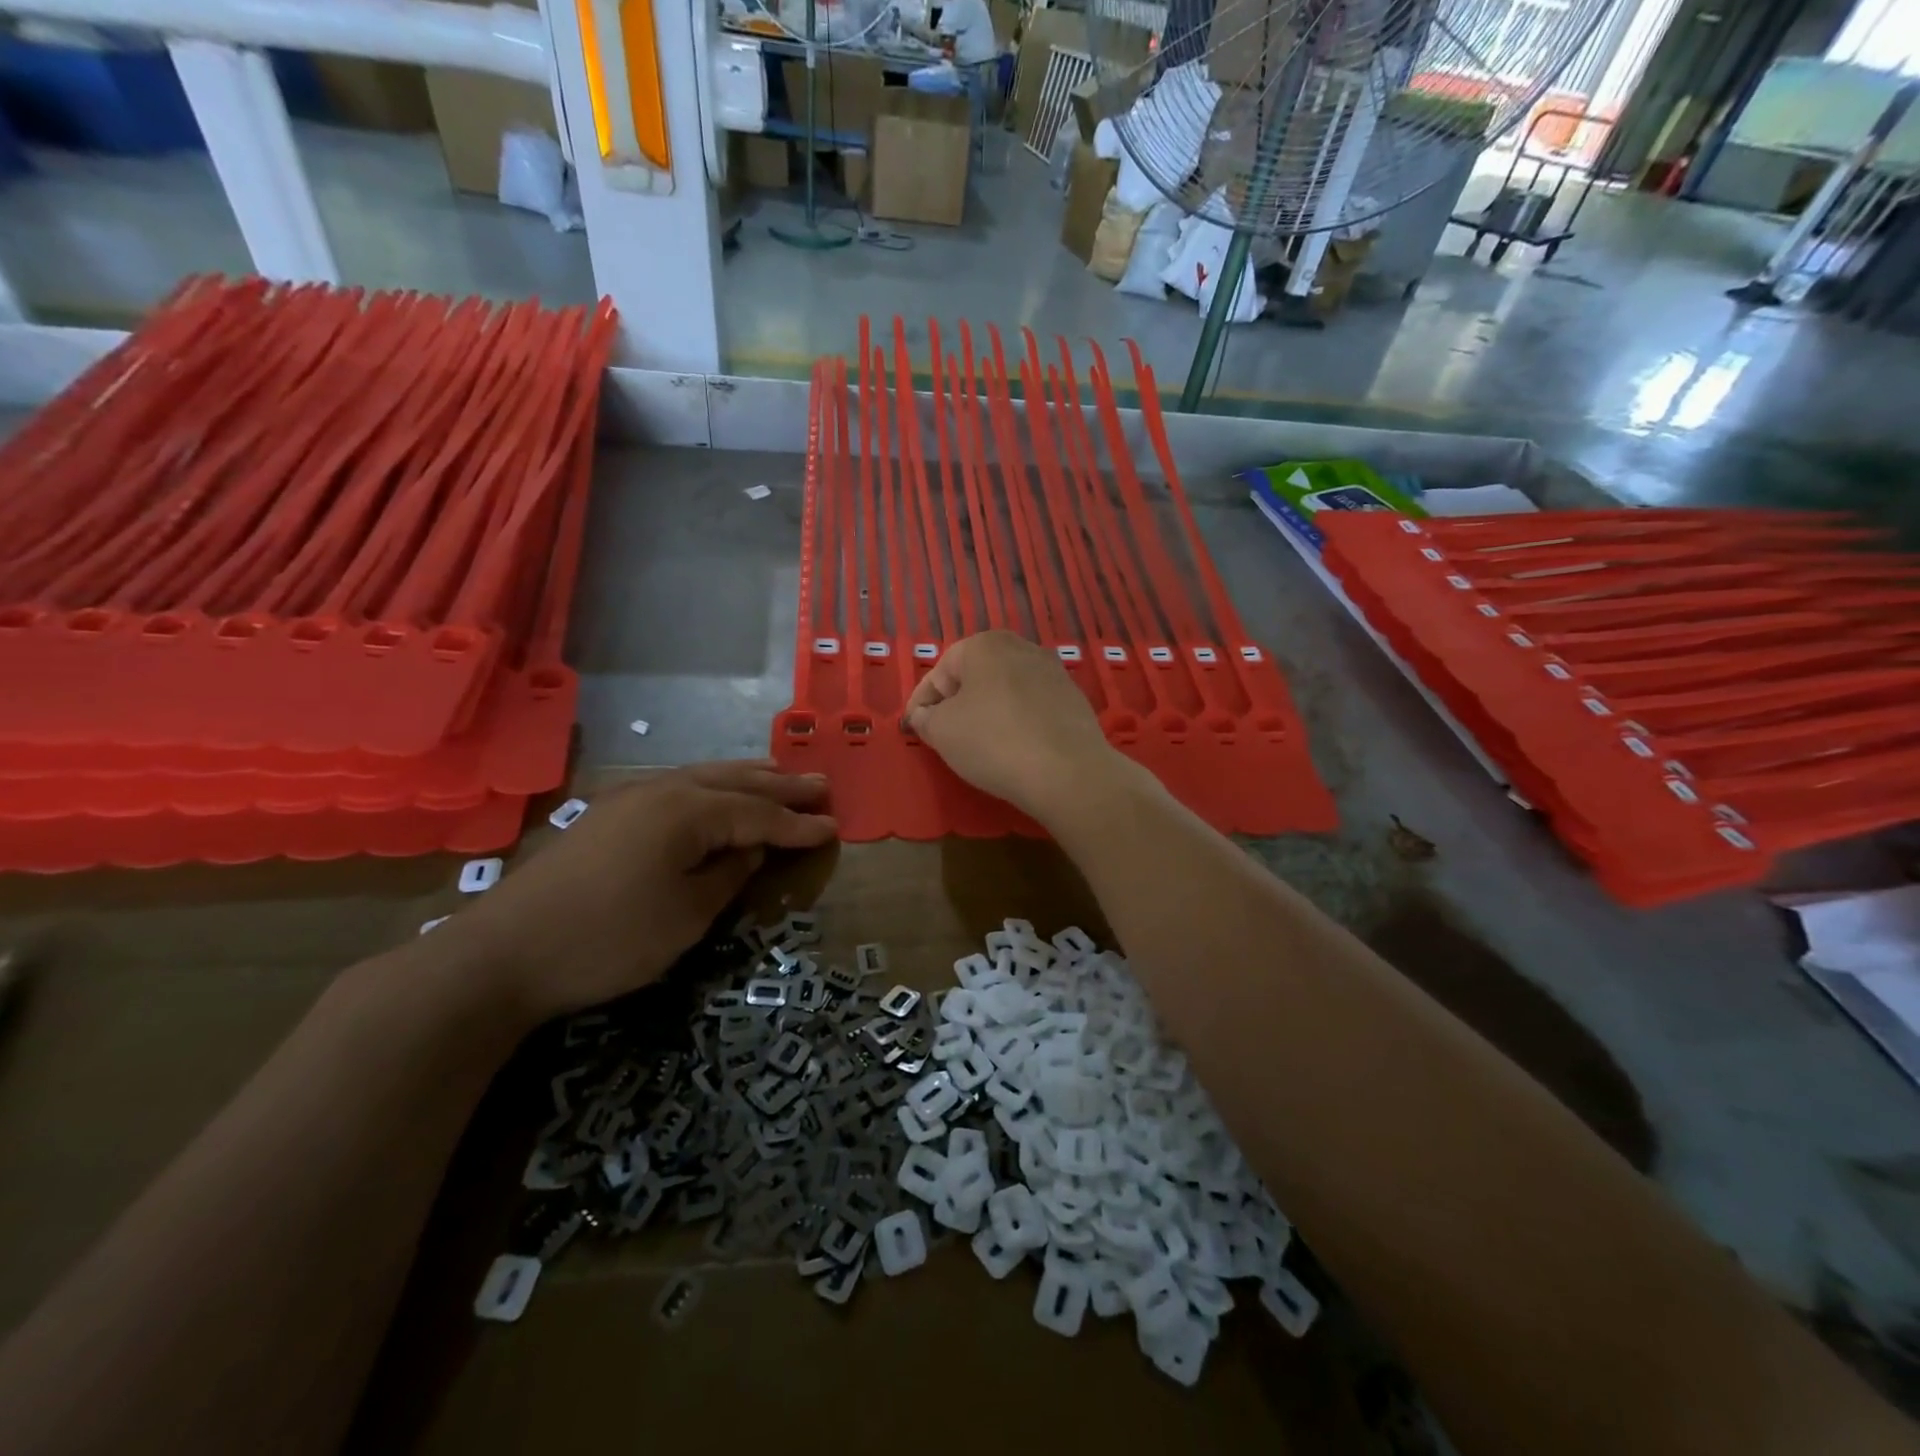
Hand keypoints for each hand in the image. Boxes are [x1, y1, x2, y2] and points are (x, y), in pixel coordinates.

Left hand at [455, 761, 835, 1019]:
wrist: (501, 955)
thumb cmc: (608, 939)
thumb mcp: (686, 917)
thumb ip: (727, 877)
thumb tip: (748, 851)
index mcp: (687, 812)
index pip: (758, 815)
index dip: (797, 825)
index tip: (833, 827)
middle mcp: (661, 791)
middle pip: (734, 783)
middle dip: (780, 785)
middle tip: (820, 784)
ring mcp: (629, 798)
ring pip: (702, 777)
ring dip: (745, 777)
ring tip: (778, 771)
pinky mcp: (608, 815)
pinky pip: (676, 787)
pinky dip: (709, 787)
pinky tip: (715, 792)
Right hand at [903, 631, 1127, 821]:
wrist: (1068, 772)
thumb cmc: (993, 742)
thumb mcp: (942, 731)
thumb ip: (925, 718)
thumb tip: (924, 716)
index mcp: (984, 644)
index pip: (939, 674)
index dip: (920, 704)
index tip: (912, 730)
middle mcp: (1021, 647)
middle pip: (973, 678)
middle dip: (955, 705)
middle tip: (943, 737)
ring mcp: (1052, 672)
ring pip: (1004, 692)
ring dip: (986, 713)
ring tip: (977, 745)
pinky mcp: (1072, 699)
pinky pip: (1030, 708)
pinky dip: (1015, 723)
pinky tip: (1012, 748)